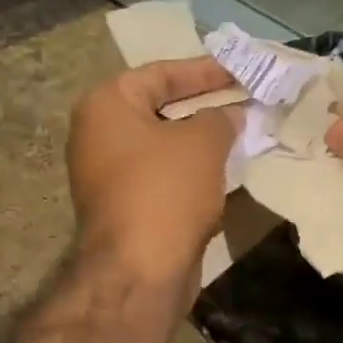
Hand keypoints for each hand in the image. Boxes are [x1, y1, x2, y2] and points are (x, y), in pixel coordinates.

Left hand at [68, 58, 241, 286]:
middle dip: (204, 108)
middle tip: (244, 103)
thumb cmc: (166, 191)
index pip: (161, 74)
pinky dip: (190, 176)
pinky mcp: (124, 211)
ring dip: (200, 145)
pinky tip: (222, 178)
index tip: (240, 72)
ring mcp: (107, 177)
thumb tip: (231, 115)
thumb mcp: (202, 142)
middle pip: (159, 111)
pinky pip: (162, 181)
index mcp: (106, 106)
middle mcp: (98, 136)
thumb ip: (220, 118)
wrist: (139, 271)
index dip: (205, 71)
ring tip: (241, 137)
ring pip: (163, 149)